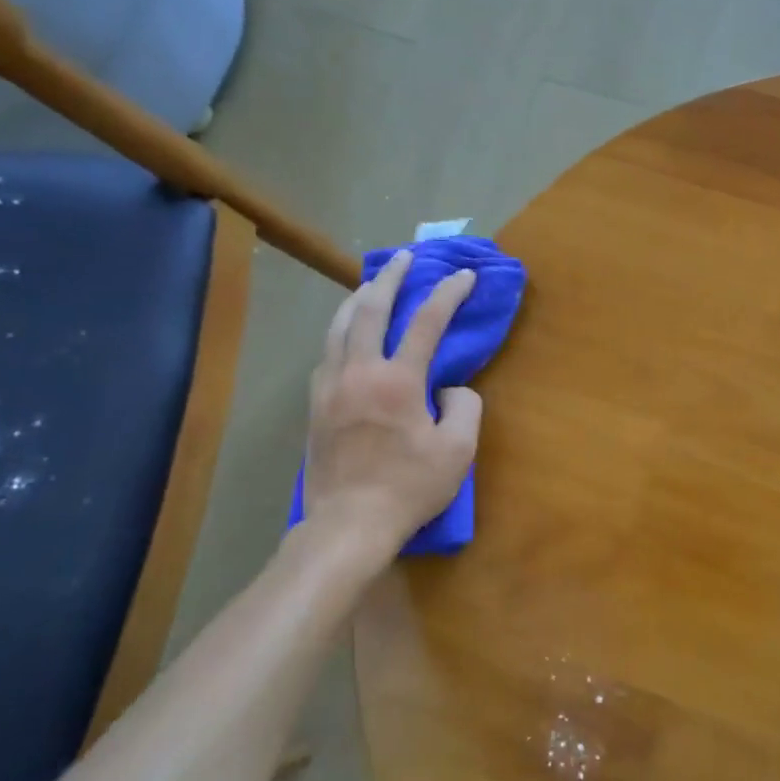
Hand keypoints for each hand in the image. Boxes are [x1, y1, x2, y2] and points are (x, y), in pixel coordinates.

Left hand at [303, 250, 481, 551]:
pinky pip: (326, 353)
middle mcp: (359, 371)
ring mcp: (330, 386)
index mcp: (398, 380)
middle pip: (371, 308)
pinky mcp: (314, 405)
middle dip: (391, 277)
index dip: (448, 293)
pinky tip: (346, 335)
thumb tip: (451, 389)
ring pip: (339, 326)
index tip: (464, 275)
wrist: (348, 523)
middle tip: (404, 257)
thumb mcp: (458, 451)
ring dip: (358, 298)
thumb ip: (465, 408)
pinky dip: (340, 332)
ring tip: (370, 284)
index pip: (426, 322)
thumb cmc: (409, 488)